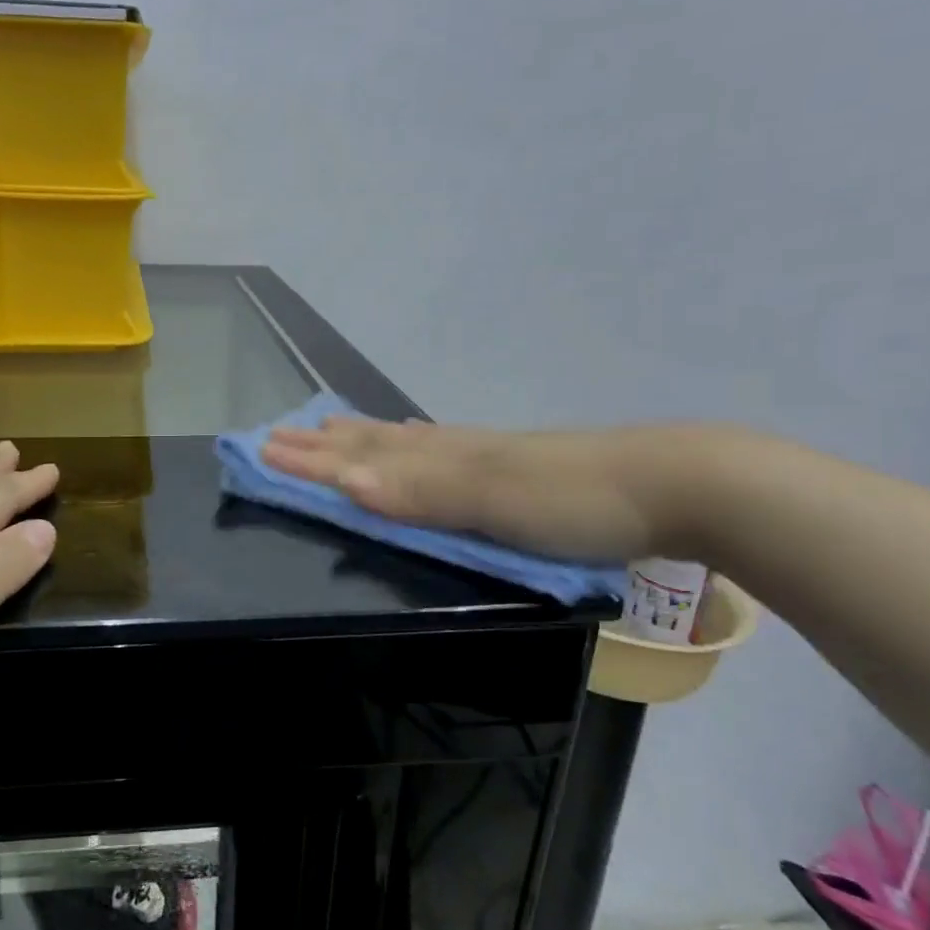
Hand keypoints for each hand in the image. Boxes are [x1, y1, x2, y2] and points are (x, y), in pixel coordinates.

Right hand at [262, 416, 722, 562]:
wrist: (671, 484)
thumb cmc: (575, 501)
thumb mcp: (495, 499)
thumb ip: (421, 492)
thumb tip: (344, 482)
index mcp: (440, 459)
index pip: (358, 458)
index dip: (308, 460)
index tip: (258, 451)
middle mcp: (450, 450)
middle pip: (372, 443)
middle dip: (320, 443)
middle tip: (277, 433)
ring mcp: (480, 455)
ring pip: (402, 441)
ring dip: (358, 438)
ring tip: (329, 428)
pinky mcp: (508, 467)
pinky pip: (437, 446)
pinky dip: (408, 442)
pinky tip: (414, 438)